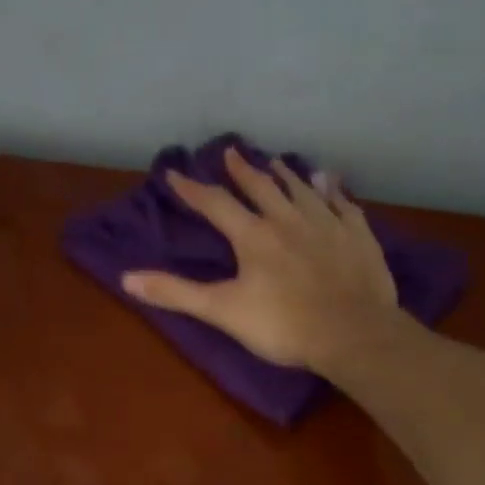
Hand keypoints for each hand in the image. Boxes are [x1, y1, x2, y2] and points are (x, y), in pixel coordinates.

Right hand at [121, 147, 401, 373]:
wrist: (352, 333)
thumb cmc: (284, 325)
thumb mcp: (222, 311)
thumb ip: (176, 293)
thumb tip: (127, 278)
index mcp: (254, 236)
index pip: (216, 204)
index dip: (193, 189)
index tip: (175, 173)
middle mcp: (288, 219)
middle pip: (261, 187)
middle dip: (242, 170)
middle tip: (232, 152)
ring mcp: (327, 224)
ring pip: (302, 190)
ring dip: (285, 174)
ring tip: (276, 162)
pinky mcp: (357, 236)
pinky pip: (343, 204)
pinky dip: (332, 191)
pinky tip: (330, 182)